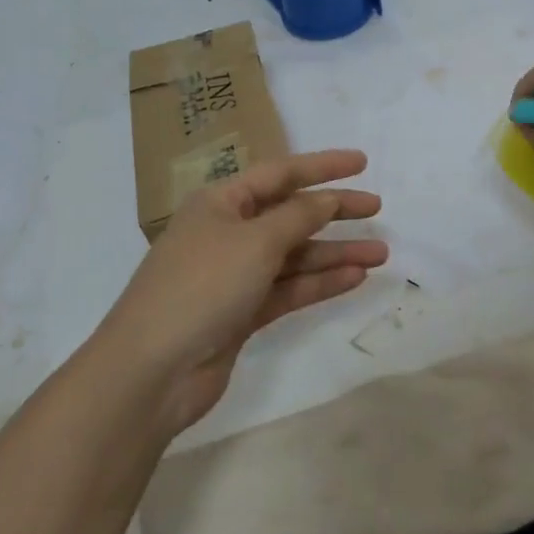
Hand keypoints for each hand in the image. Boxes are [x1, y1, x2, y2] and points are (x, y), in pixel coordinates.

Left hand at [96, 149, 386, 435]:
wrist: (152, 371)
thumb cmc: (202, 286)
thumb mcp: (255, 241)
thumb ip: (298, 217)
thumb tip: (328, 199)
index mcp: (220, 203)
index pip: (279, 173)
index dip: (322, 166)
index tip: (362, 163)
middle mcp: (227, 233)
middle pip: (290, 214)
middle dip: (334, 211)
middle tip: (377, 209)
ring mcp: (235, 275)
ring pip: (294, 256)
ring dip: (335, 253)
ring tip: (381, 254)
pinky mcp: (242, 313)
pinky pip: (289, 289)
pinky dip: (320, 283)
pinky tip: (355, 278)